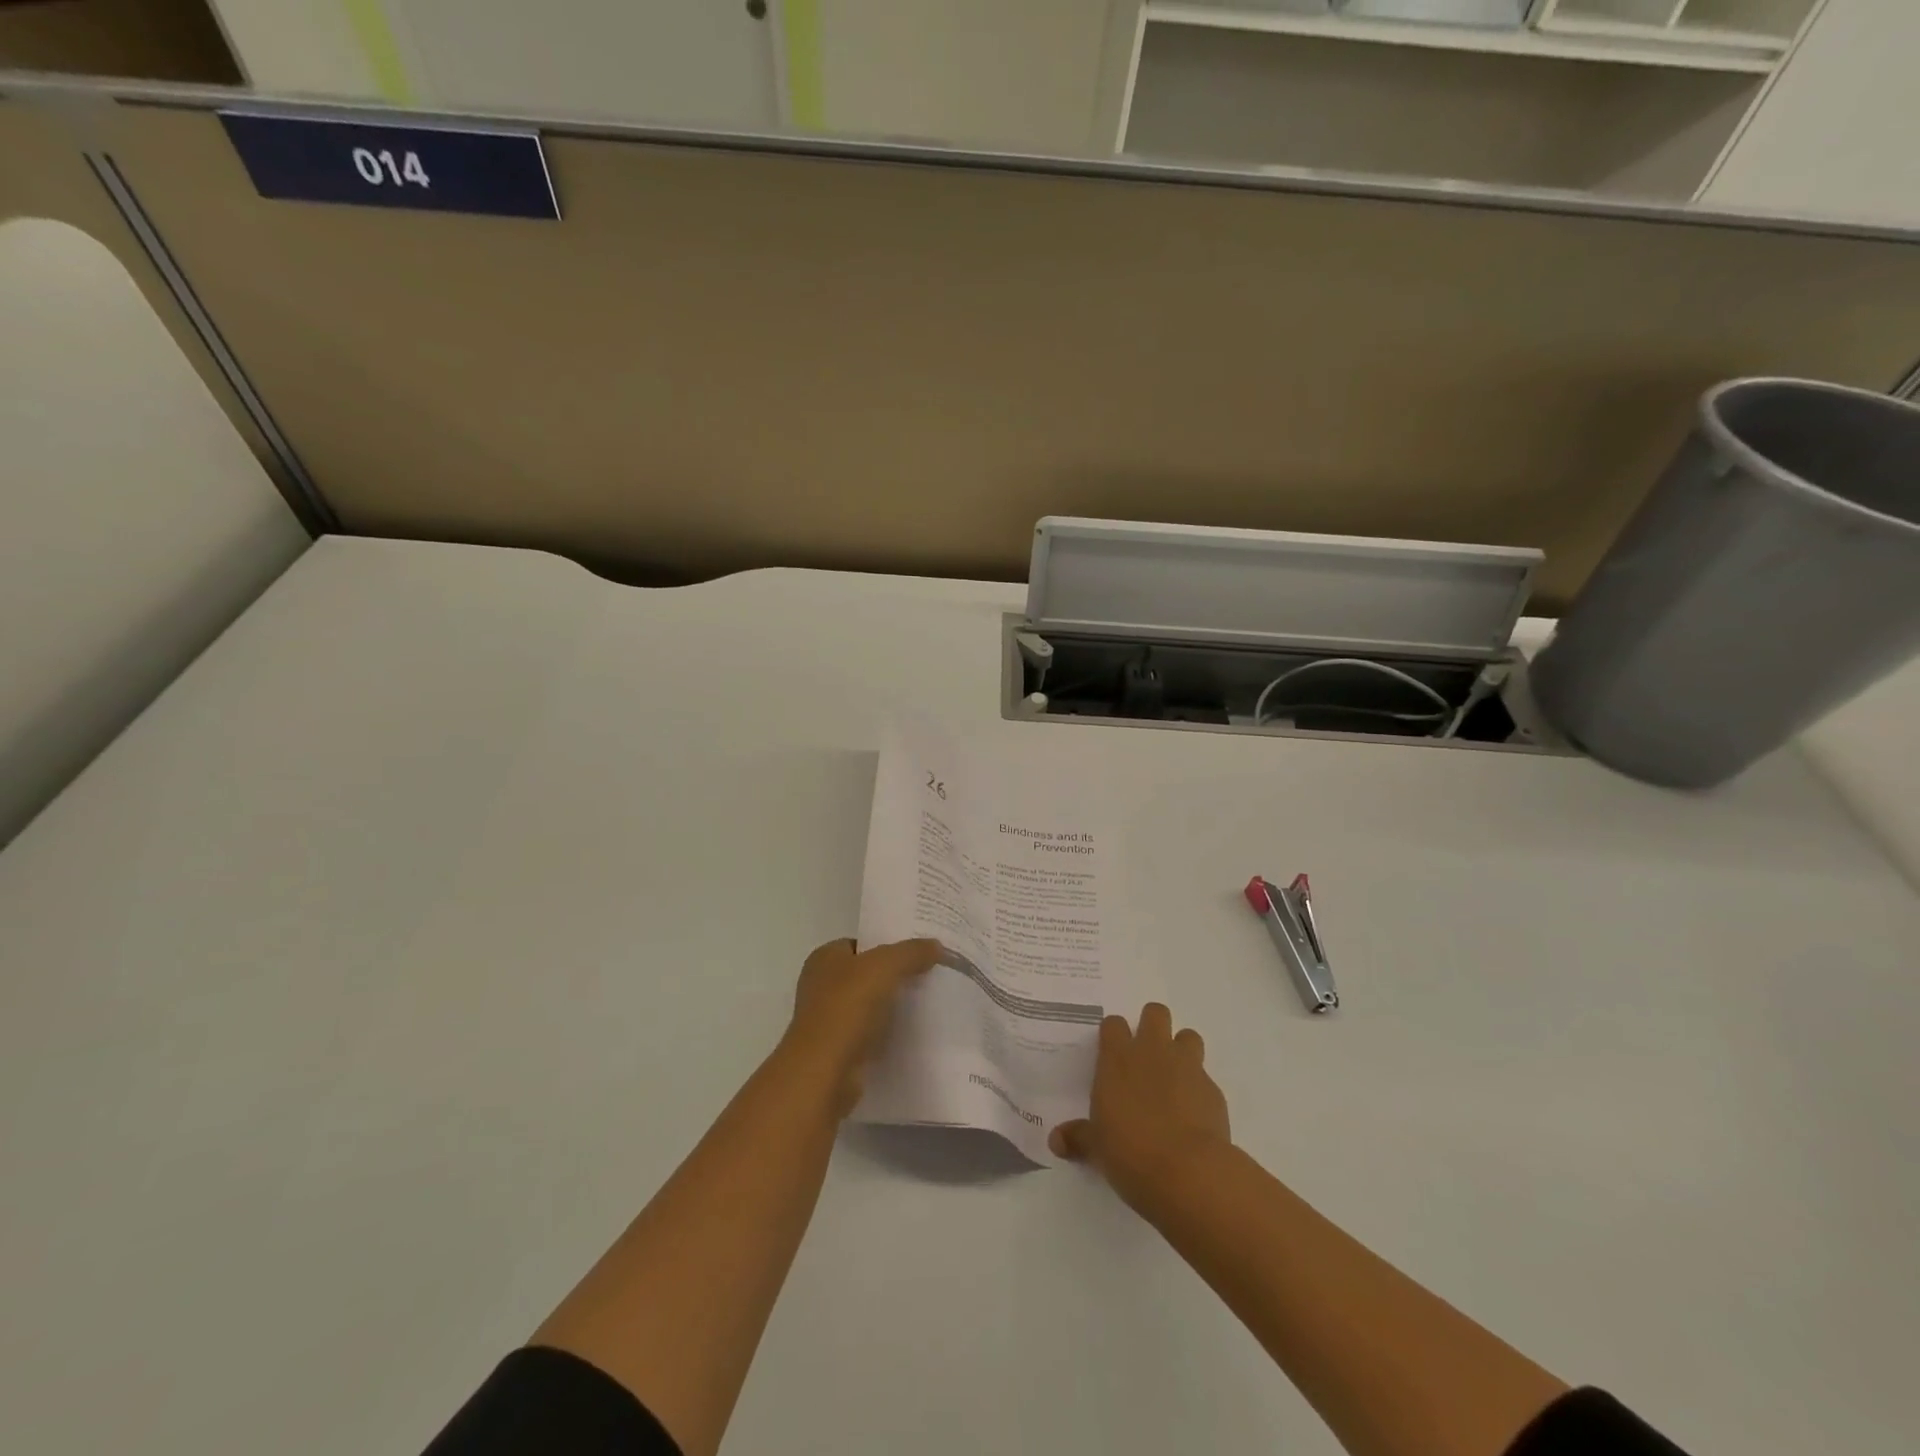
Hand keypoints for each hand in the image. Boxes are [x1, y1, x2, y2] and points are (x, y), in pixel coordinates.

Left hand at [784, 937, 940, 1113]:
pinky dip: (886, 1034)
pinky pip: (868, 1034)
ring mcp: (827, 1020)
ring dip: (891, 1007)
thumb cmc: (848, 1007)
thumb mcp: (885, 966)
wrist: (825, 1072)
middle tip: (927, 977)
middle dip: (893, 977)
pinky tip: (910, 1035)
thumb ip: (911, 952)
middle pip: (865, 975)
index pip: (860, 944)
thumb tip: (935, 945)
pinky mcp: (836, 1051)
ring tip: (925, 1004)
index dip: (887, 945)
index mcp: (824, 958)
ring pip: (867, 1006)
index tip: (918, 953)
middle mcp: (820, 985)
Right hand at [1050, 1002, 1231, 1210]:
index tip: (1112, 1053)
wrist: (1188, 1172)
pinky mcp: (1213, 1090)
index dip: (1114, 1035)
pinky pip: (1205, 1078)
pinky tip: (1193, 1114)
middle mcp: (1152, 1052)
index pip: (1113, 1024)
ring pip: (1188, 1036)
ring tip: (1174, 1078)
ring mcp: (1187, 1067)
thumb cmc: (1130, 1152)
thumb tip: (1055, 1141)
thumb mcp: (1097, 1147)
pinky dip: (1199, 1090)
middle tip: (1147, 1056)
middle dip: (1152, 1026)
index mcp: (1117, 1058)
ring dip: (1181, 1050)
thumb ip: (1078, 1138)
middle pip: (1155, 1013)